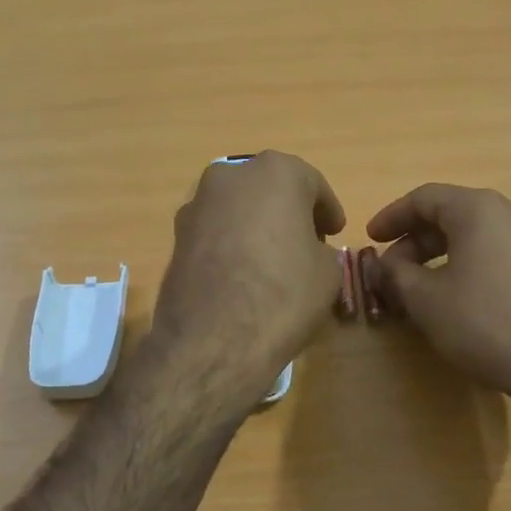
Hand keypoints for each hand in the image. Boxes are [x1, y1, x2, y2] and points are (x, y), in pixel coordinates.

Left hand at [150, 152, 345, 395]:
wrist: (214, 339)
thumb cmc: (284, 293)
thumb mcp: (328, 272)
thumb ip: (321, 249)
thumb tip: (308, 252)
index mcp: (276, 171)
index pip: (312, 183)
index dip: (327, 210)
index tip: (334, 232)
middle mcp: (231, 175)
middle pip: (269, 188)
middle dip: (287, 211)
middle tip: (305, 242)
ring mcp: (197, 203)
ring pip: (238, 207)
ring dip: (255, 225)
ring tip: (271, 260)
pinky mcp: (176, 235)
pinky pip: (215, 231)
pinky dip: (230, 243)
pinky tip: (241, 274)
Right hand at [367, 184, 510, 413]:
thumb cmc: (486, 323)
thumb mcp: (426, 300)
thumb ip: (395, 275)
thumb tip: (382, 265)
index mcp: (480, 209)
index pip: (425, 198)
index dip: (391, 217)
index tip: (371, 240)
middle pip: (453, 215)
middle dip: (416, 241)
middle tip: (392, 271)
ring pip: (478, 236)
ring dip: (443, 256)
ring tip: (422, 288)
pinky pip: (501, 255)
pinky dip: (471, 266)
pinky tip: (461, 299)